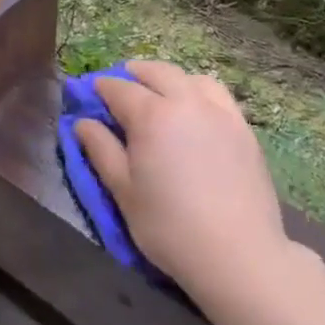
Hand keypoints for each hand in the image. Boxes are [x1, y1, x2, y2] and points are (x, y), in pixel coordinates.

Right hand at [74, 60, 290, 299]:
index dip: (102, 87)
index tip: (91, 91)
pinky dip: (198, 90)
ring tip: (160, 92)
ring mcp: (219, 111)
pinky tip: (195, 109)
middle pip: (157, 72)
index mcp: (151, 115)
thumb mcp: (123, 192)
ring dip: (169, 78)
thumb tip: (82, 123)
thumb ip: (101, 150)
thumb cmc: (169, 226)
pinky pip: (217, 94)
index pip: (120, 89)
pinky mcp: (242, 126)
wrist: (237, 253)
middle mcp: (186, 101)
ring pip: (190, 77)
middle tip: (122, 85)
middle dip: (135, 73)